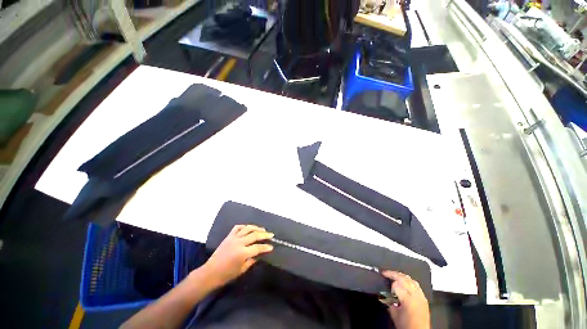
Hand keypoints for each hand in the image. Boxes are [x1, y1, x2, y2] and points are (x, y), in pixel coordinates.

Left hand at [201, 225, 273, 287]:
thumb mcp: (241, 270)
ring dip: (256, 228)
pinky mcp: (228, 236)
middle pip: (255, 235)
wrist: (210, 273)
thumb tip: (259, 255)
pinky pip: (238, 227)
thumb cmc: (226, 275)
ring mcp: (233, 238)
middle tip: (271, 235)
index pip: (258, 248)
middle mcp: (239, 243)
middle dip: (264, 235)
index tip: (271, 247)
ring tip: (263, 229)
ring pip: (247, 228)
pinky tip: (249, 228)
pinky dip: (244, 226)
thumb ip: (251, 261)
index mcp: (242, 253)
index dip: (266, 247)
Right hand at [382, 271, 429, 328]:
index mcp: (408, 300)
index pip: (395, 285)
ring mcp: (421, 297)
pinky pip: (416, 285)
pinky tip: (405, 281)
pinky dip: (409, 280)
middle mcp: (416, 296)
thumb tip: (385, 294)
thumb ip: (389, 302)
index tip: (385, 284)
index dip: (389, 284)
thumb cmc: (407, 326)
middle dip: (393, 274)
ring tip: (394, 274)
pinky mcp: (424, 299)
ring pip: (411, 280)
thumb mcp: (394, 314)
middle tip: (385, 272)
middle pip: (403, 278)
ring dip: (401, 275)